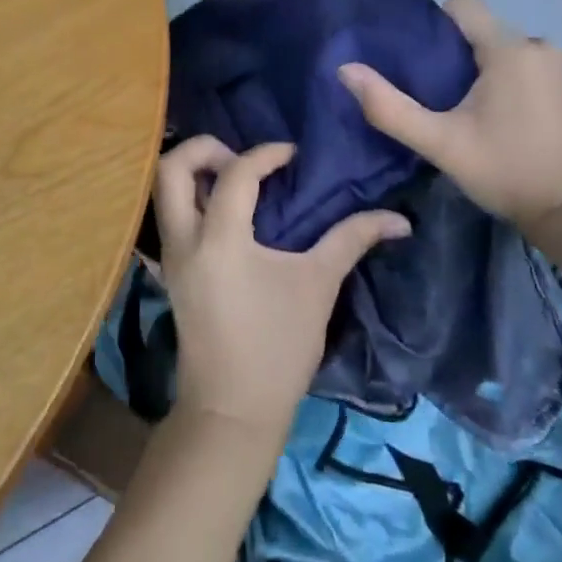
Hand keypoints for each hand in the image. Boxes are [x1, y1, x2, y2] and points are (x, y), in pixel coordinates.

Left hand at [153, 137, 409, 446]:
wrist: (232, 411)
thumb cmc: (278, 348)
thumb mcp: (318, 286)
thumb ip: (352, 239)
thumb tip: (398, 219)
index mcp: (220, 239)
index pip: (236, 173)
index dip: (267, 154)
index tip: (294, 156)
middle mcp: (184, 239)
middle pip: (172, 166)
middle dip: (206, 149)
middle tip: (244, 160)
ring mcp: (170, 254)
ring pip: (163, 189)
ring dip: (195, 171)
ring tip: (237, 180)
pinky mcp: (170, 270)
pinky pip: (170, 214)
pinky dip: (192, 196)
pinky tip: (228, 210)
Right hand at [338, 0, 561, 230]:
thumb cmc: (506, 171)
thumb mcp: (440, 144)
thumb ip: (390, 107)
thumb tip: (345, 69)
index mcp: (509, 50)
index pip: (462, 5)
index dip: (433, 24)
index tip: (416, 60)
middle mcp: (535, 46)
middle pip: (477, 29)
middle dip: (450, 52)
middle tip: (428, 90)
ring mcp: (553, 67)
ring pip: (496, 47)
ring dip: (473, 67)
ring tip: (453, 105)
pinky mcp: (561, 87)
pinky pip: (516, 64)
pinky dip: (495, 78)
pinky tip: (485, 115)